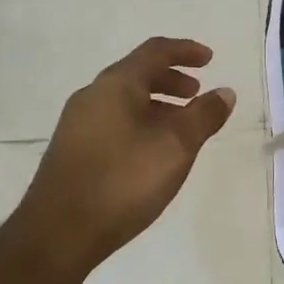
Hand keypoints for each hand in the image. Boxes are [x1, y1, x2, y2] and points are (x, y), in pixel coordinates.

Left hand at [11, 37, 236, 275]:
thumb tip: (225, 92)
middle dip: (171, 79)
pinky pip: (113, 121)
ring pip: (124, 100)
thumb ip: (203, 116)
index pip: (154, 51)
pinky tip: (152, 152)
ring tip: (180, 126)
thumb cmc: (123, 181)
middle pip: (137, 74)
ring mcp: (78, 123)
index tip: (210, 59)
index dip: (185, 50)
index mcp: (116, 85)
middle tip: (196, 93)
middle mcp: (93, 96)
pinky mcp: (72, 150)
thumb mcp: (175, 147)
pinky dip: (140, 122)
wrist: (58, 233)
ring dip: (156, 104)